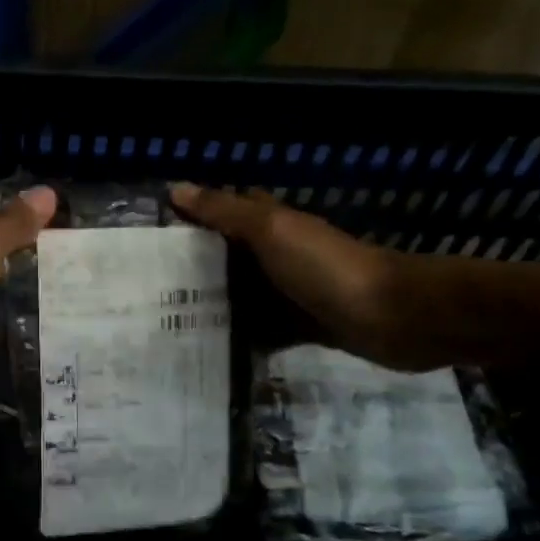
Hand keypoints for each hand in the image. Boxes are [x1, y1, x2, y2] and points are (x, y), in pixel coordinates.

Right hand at [171, 183, 432, 369]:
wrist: (395, 317)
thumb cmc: (326, 267)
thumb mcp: (271, 231)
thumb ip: (225, 211)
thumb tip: (175, 189)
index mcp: (272, 225)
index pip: (225, 211)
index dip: (193, 216)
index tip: (150, 231)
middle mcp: (278, 255)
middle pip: (228, 257)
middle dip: (193, 266)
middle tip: (145, 285)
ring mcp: (290, 292)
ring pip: (242, 295)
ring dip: (212, 305)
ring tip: (164, 321)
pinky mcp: (301, 327)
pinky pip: (261, 330)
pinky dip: (240, 338)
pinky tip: (207, 351)